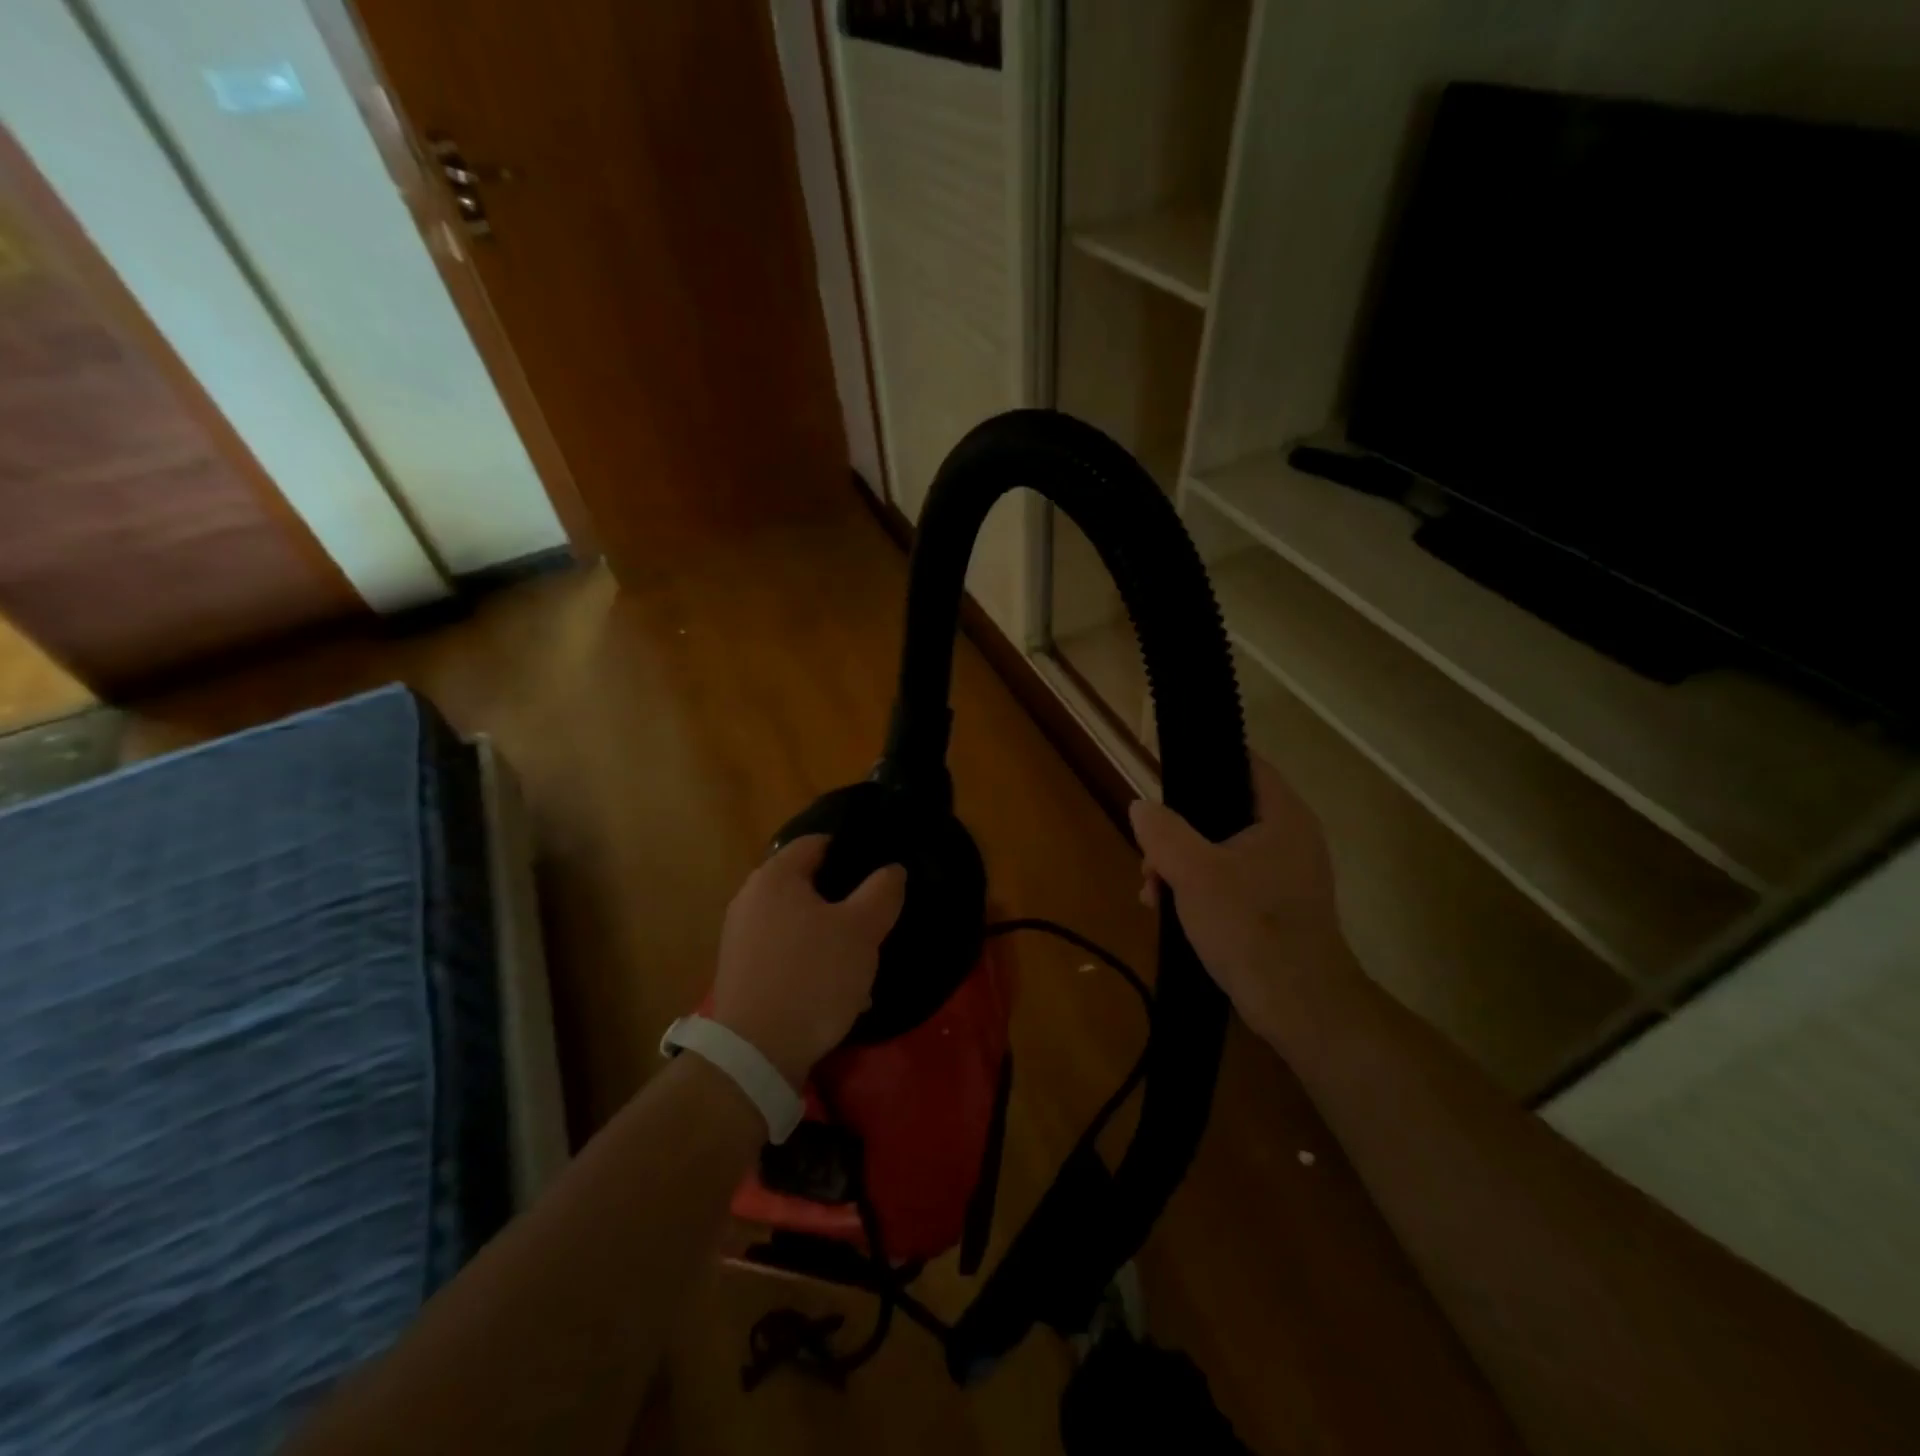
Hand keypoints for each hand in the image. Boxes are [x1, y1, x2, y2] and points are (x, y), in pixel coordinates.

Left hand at [710, 836, 906, 1087]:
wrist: (756, 1053)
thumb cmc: (812, 977)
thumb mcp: (861, 930)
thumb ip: (882, 891)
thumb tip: (892, 869)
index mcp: (775, 876)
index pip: (817, 842)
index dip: (852, 850)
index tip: (881, 868)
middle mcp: (751, 898)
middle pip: (808, 884)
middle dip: (845, 900)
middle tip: (877, 916)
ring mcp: (741, 937)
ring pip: (800, 922)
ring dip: (831, 935)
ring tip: (862, 959)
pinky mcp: (742, 971)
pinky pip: (786, 952)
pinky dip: (811, 961)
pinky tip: (836, 988)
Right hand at [1128, 756, 1356, 1037]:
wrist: (1298, 1006)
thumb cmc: (1250, 926)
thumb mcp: (1193, 872)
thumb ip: (1163, 832)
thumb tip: (1141, 807)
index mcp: (1282, 815)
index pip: (1244, 763)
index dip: (1204, 761)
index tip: (1165, 775)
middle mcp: (1289, 836)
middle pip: (1222, 810)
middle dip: (1177, 832)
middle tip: (1149, 859)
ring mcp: (1284, 873)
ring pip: (1219, 848)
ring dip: (1180, 865)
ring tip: (1152, 894)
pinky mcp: (1276, 905)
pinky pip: (1228, 879)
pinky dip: (1198, 888)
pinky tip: (1169, 911)